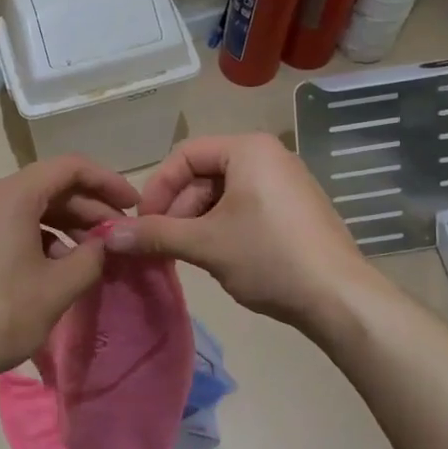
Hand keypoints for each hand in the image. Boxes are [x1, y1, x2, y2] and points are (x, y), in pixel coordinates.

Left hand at [0, 155, 138, 398]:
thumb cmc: (0, 316)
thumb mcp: (58, 288)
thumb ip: (93, 256)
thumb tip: (108, 242)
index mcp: (10, 196)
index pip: (69, 168)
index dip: (106, 182)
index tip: (133, 206)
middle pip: (48, 186)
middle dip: (88, 207)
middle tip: (119, 235)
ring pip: (30, 206)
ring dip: (65, 223)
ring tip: (94, 253)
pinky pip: (11, 223)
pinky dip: (40, 235)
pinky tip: (58, 263)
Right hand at [102, 134, 383, 335]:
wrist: (340, 299)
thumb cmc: (269, 257)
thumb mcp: (205, 244)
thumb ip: (154, 234)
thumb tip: (106, 234)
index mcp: (248, 149)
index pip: (184, 155)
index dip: (157, 188)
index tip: (144, 224)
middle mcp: (268, 156)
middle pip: (203, 173)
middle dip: (178, 208)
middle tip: (164, 244)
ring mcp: (286, 182)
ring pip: (224, 193)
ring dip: (197, 221)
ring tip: (188, 255)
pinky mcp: (296, 209)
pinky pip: (246, 206)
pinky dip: (223, 226)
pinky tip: (219, 257)